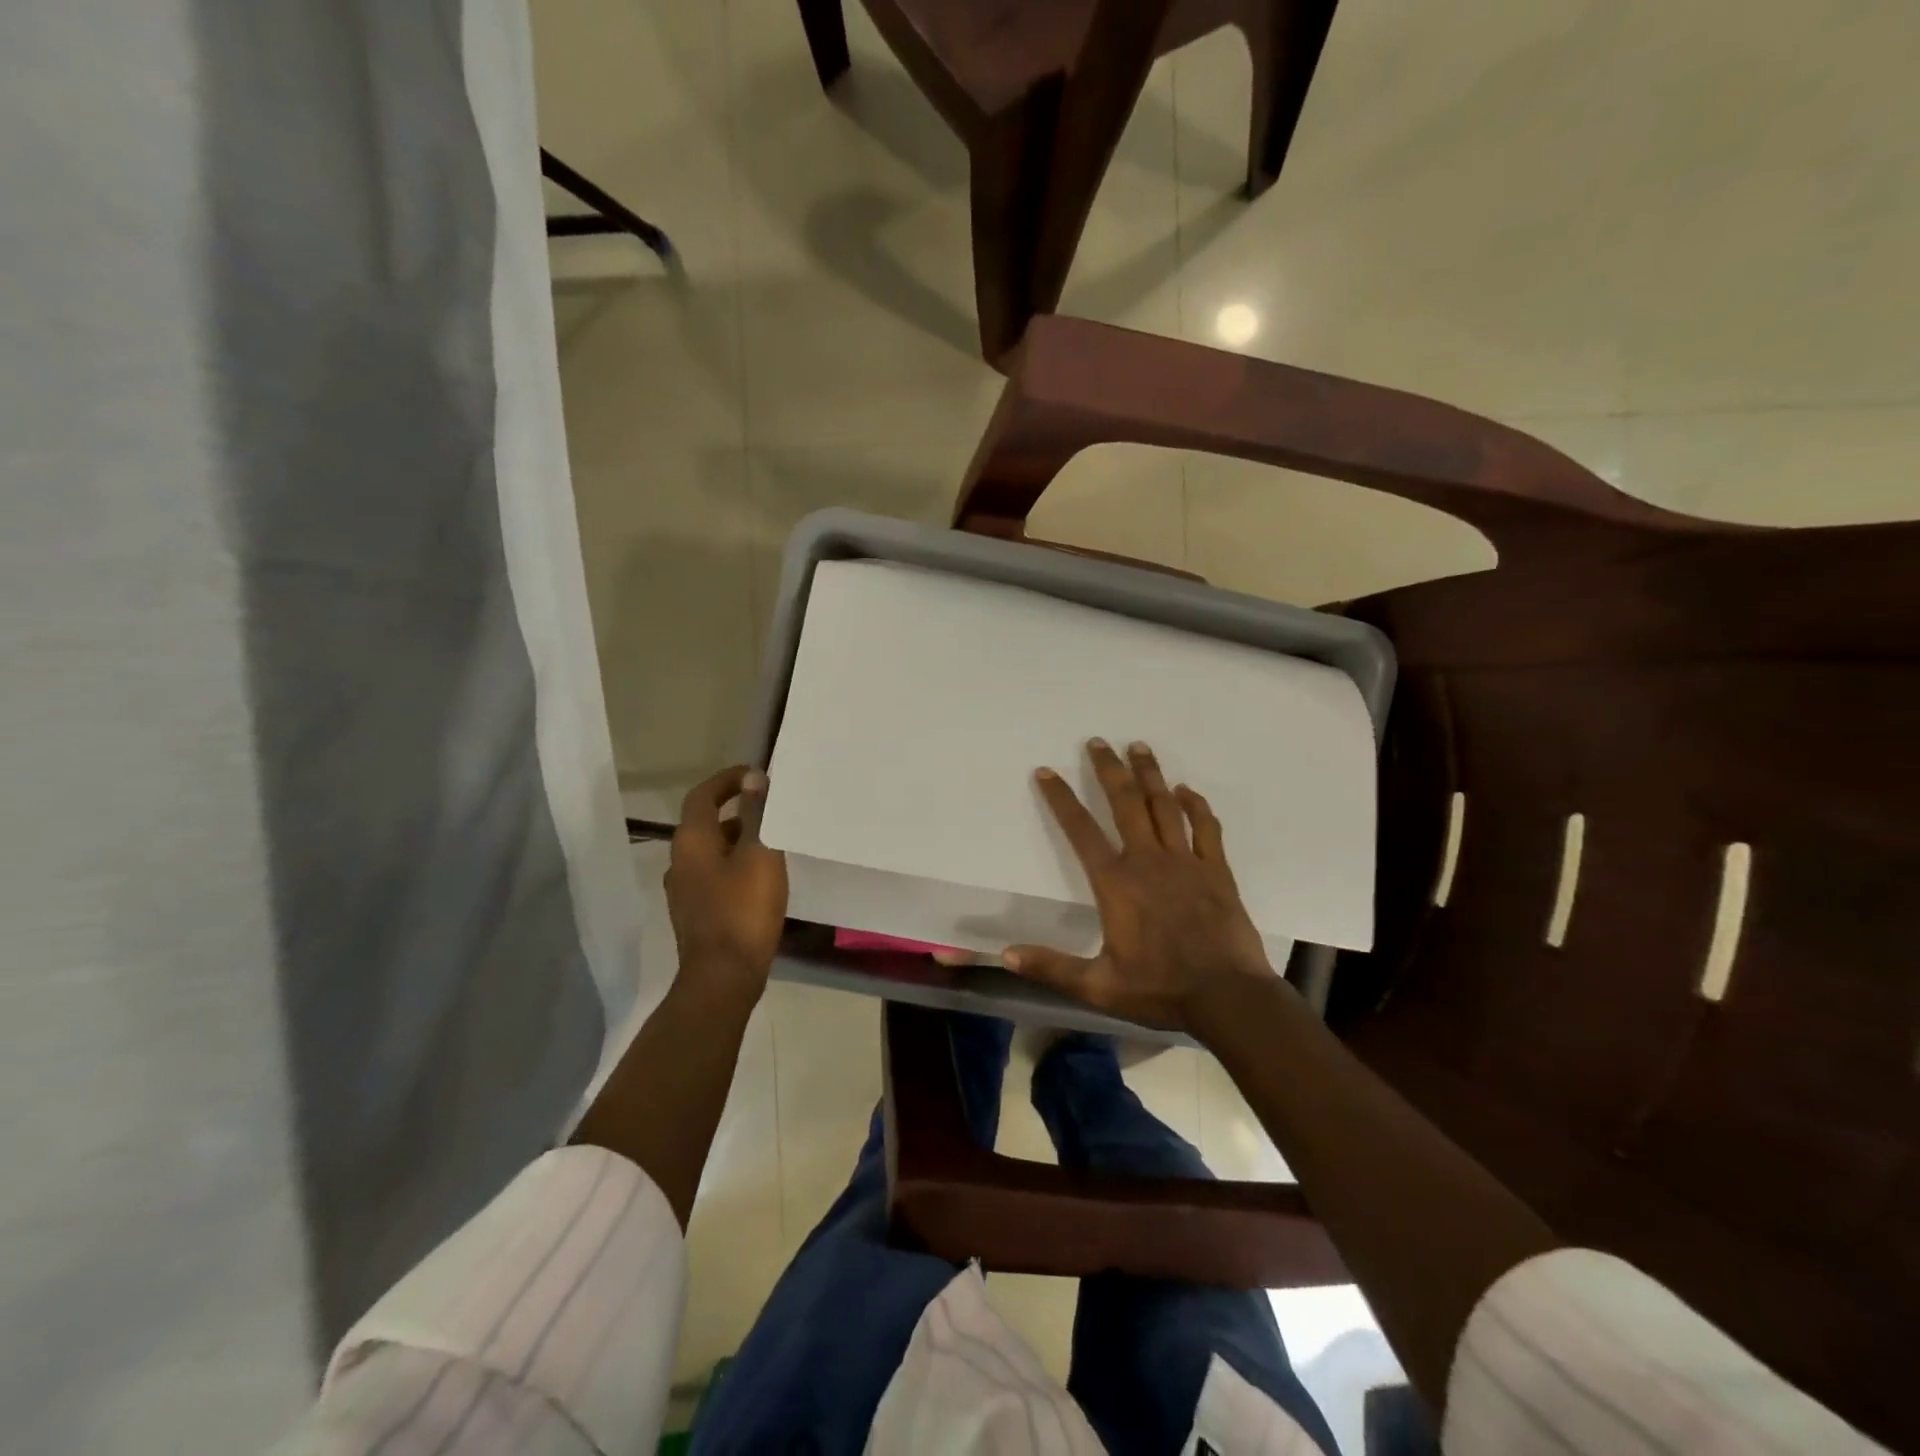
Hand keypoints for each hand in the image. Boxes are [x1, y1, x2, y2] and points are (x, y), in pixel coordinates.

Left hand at [666, 766, 787, 1001]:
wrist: (723, 977)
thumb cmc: (744, 909)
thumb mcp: (759, 855)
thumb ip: (756, 814)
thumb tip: (753, 778)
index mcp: (691, 841)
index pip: (702, 795)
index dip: (727, 780)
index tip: (755, 775)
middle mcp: (680, 861)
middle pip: (705, 823)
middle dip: (737, 811)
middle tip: (770, 807)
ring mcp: (684, 891)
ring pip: (711, 851)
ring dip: (737, 839)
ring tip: (772, 840)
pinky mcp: (695, 913)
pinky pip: (714, 875)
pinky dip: (735, 864)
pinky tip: (760, 877)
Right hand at [1004, 739, 1276, 1031]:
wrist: (1228, 998)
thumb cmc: (1160, 989)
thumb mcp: (1098, 986)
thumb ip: (1051, 967)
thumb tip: (1006, 954)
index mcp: (1116, 884)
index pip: (1081, 831)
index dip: (1061, 798)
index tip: (1046, 771)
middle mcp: (1148, 861)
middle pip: (1126, 803)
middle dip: (1109, 769)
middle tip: (1098, 741)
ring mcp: (1186, 862)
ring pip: (1165, 806)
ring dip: (1150, 774)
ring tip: (1139, 746)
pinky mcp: (1217, 870)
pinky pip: (1205, 827)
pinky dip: (1196, 805)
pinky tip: (1187, 790)